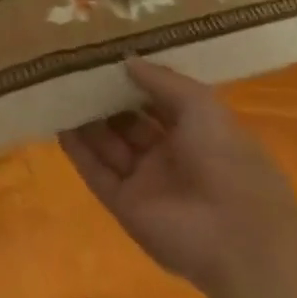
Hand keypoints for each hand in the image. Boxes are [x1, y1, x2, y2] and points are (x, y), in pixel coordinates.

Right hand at [59, 59, 296, 297]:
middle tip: (73, 69)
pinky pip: (96, 171)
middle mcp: (170, 157)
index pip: (157, 102)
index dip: (134, 81)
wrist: (239, 240)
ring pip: (108, 145)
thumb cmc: (228, 161)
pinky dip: (77, 149)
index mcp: (197, 134)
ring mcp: (146, 183)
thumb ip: (161, 81)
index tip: (104, 57)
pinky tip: (58, 122)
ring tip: (56, 88)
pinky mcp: (125, 205)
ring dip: (86, 120)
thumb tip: (126, 60)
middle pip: (128, 122)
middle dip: (104, 98)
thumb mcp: (201, 105)